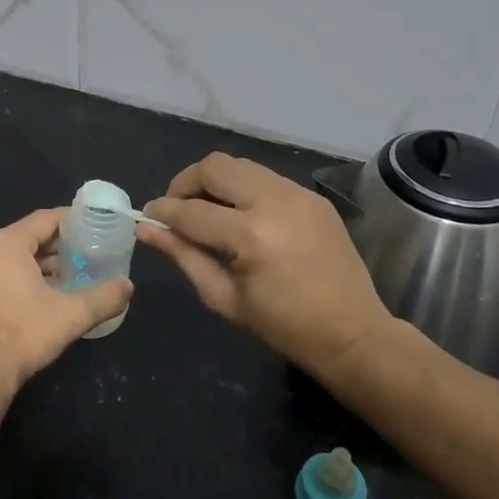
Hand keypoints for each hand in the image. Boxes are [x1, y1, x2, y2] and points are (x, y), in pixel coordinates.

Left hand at [0, 208, 131, 397]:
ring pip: (9, 260)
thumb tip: (127, 286)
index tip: (92, 226)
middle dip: (56, 247)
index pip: (44, 219)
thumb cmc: (23, 335)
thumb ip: (103, 297)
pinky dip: (16, 281)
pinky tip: (36, 301)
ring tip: (65, 280)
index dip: (71, 221)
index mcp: (5, 244)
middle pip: (26, 238)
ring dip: (36, 267)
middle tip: (84, 256)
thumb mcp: (71, 315)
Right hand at [139, 153, 409, 379]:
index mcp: (250, 235)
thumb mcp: (223, 297)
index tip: (147, 216)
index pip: (191, 210)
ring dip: (215, 182)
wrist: (353, 333)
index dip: (162, 212)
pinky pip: (265, 178)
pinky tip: (241, 216)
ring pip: (240, 165)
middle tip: (176, 209)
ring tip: (207, 210)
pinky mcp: (312, 196)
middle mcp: (274, 201)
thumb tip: (145, 229)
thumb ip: (183, 255)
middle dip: (185, 183)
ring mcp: (298, 193)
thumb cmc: (283, 326)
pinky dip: (243, 189)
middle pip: (214, 166)